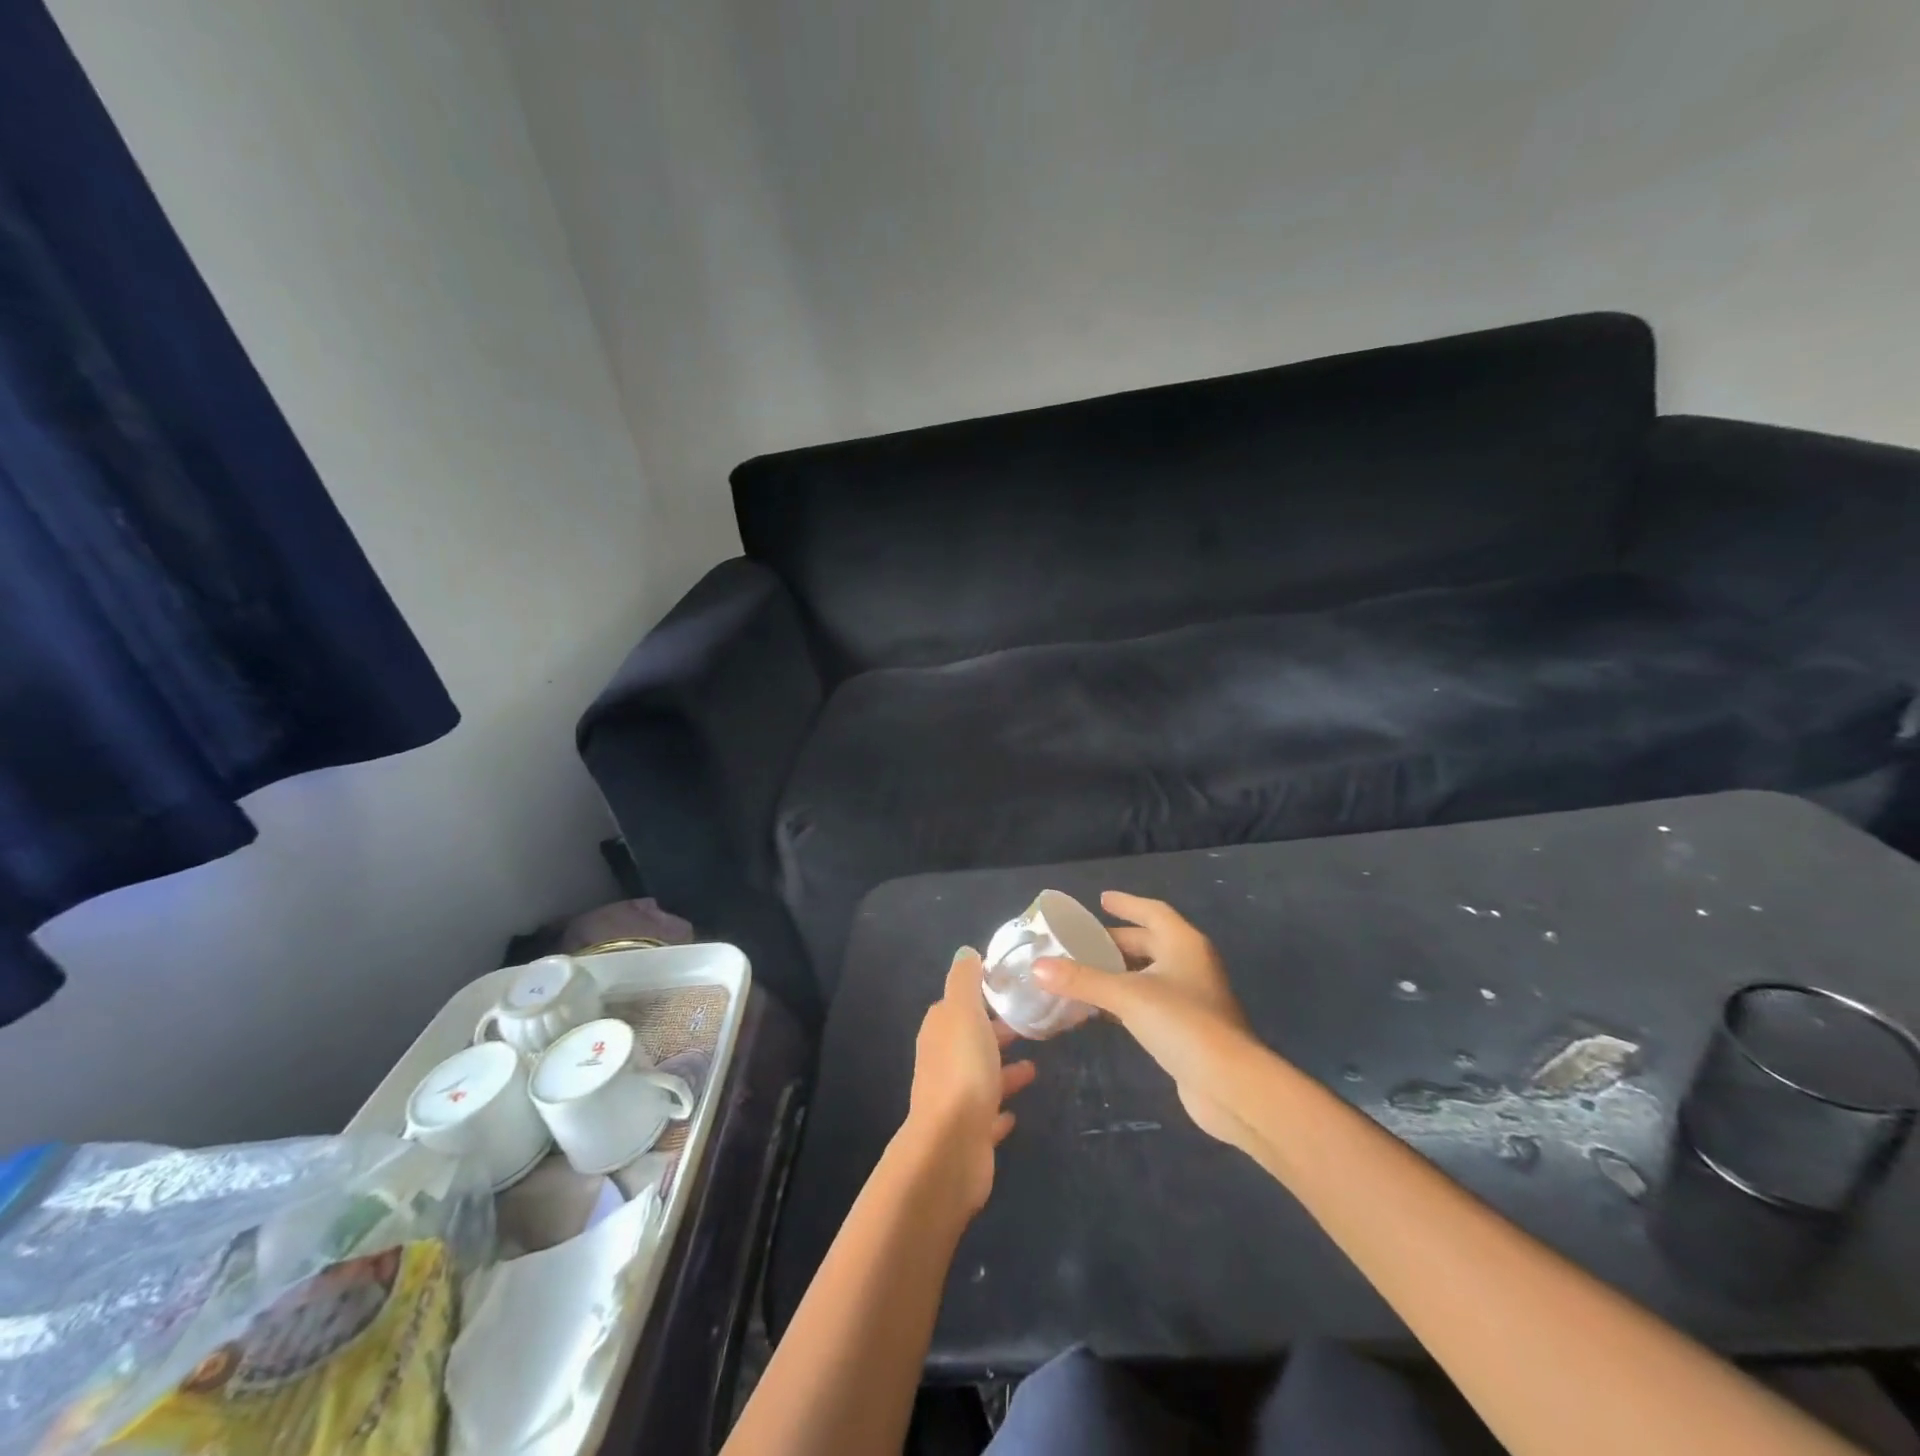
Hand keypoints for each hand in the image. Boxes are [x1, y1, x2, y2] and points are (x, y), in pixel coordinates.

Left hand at [903, 947, 1036, 1214]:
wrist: (951, 1147)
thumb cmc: (962, 1070)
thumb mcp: (964, 1012)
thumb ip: (965, 980)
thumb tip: (965, 952)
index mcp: (940, 1030)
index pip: (958, 1003)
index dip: (982, 995)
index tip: (1012, 989)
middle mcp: (942, 1061)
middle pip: (971, 1039)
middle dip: (995, 1030)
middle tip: (1030, 1024)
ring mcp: (954, 1099)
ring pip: (981, 1076)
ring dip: (1003, 1068)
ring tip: (1035, 1066)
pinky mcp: (969, 1134)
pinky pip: (987, 1115)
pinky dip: (1000, 1108)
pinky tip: (1016, 1111)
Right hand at [1033, 892, 1255, 1145]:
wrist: (1230, 1085)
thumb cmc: (1182, 1024)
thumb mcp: (1126, 996)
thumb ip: (1082, 980)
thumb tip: (1038, 967)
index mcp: (1183, 943)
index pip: (1152, 912)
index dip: (1127, 904)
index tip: (1101, 900)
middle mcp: (1191, 963)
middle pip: (1149, 942)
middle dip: (1116, 942)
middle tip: (1080, 943)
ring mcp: (1193, 997)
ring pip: (1149, 974)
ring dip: (1119, 972)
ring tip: (1083, 972)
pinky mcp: (1189, 1028)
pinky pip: (1151, 1001)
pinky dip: (1127, 999)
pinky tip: (1102, 1010)